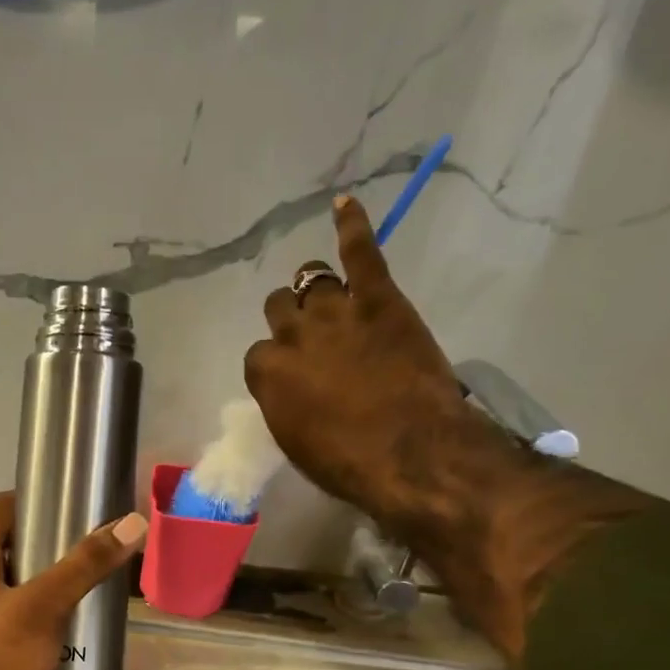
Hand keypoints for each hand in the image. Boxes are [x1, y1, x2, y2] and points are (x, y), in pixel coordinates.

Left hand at [0, 491, 147, 669]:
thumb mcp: (44, 606)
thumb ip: (86, 565)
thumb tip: (133, 523)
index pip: (0, 509)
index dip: (33, 497)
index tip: (73, 498)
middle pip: (14, 545)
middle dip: (53, 541)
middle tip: (95, 539)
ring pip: (22, 582)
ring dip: (54, 578)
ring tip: (95, 575)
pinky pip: (24, 614)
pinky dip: (49, 609)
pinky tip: (79, 618)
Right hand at [245, 193, 501, 527]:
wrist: (411, 453)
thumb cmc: (348, 464)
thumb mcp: (297, 443)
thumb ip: (285, 405)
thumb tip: (289, 390)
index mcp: (267, 375)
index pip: (258, 353)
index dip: (276, 362)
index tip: (293, 374)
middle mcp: (293, 335)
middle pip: (279, 308)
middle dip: (290, 319)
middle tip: (312, 336)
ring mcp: (336, 311)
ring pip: (311, 279)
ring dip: (314, 287)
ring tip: (328, 293)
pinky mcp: (379, 298)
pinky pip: (361, 252)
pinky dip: (352, 225)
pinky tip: (344, 204)